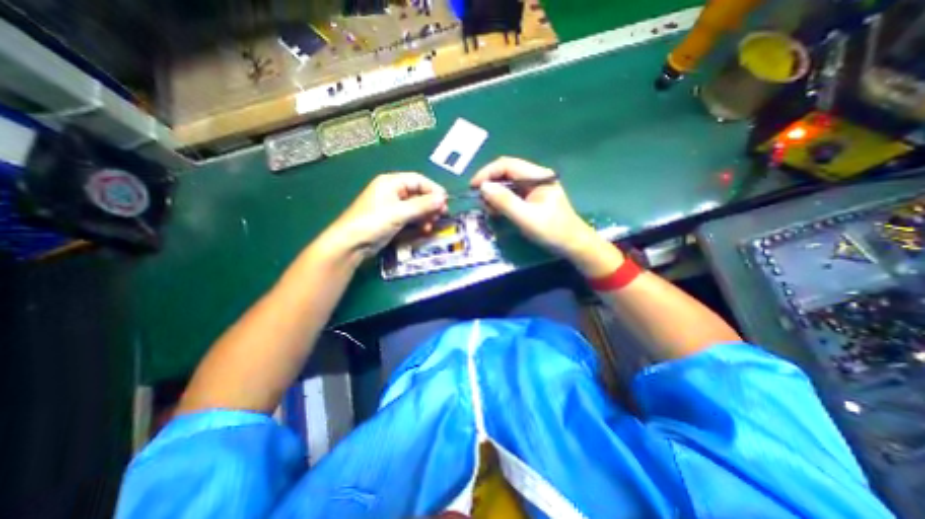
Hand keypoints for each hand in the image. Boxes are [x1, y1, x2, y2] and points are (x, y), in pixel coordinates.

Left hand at [320, 172, 446, 259]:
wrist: (351, 244)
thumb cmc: (374, 222)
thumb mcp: (400, 212)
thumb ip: (422, 205)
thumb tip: (443, 198)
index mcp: (391, 182)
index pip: (418, 180)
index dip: (433, 190)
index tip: (445, 202)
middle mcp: (392, 191)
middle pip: (418, 194)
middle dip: (431, 204)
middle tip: (442, 215)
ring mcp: (392, 206)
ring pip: (416, 207)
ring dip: (426, 215)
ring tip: (432, 224)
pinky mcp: (392, 219)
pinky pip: (410, 217)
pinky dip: (418, 222)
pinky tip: (424, 229)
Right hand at [471, 156, 620, 276]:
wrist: (572, 245)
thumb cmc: (552, 231)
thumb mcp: (526, 217)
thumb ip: (504, 201)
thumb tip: (483, 187)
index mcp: (538, 175)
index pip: (507, 164)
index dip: (487, 173)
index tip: (473, 187)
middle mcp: (535, 177)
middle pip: (506, 172)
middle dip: (490, 185)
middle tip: (482, 203)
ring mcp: (534, 187)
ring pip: (507, 183)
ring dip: (495, 194)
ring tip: (490, 210)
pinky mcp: (532, 198)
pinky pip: (512, 194)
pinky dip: (501, 201)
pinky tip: (498, 212)